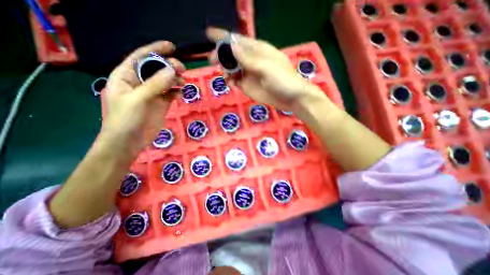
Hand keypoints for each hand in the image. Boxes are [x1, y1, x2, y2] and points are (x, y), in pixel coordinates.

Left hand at [102, 40, 184, 156]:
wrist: (129, 142)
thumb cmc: (126, 119)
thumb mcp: (139, 99)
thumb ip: (156, 84)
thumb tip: (173, 70)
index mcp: (126, 76)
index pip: (141, 57)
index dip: (156, 50)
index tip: (172, 47)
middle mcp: (139, 82)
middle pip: (156, 69)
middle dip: (169, 66)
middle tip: (183, 69)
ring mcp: (152, 94)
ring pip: (165, 81)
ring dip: (175, 79)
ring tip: (183, 82)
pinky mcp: (161, 104)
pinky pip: (171, 93)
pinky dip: (177, 92)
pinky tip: (181, 93)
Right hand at [206, 26, 324, 109]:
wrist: (290, 98)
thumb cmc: (282, 79)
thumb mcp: (266, 67)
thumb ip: (248, 58)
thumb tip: (231, 46)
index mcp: (257, 50)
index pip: (238, 40)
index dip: (224, 37)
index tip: (209, 34)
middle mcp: (251, 60)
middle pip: (232, 54)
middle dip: (221, 55)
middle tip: (212, 59)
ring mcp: (248, 74)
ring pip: (232, 68)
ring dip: (225, 69)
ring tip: (224, 74)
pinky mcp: (247, 86)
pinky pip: (235, 81)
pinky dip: (230, 81)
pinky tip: (230, 83)